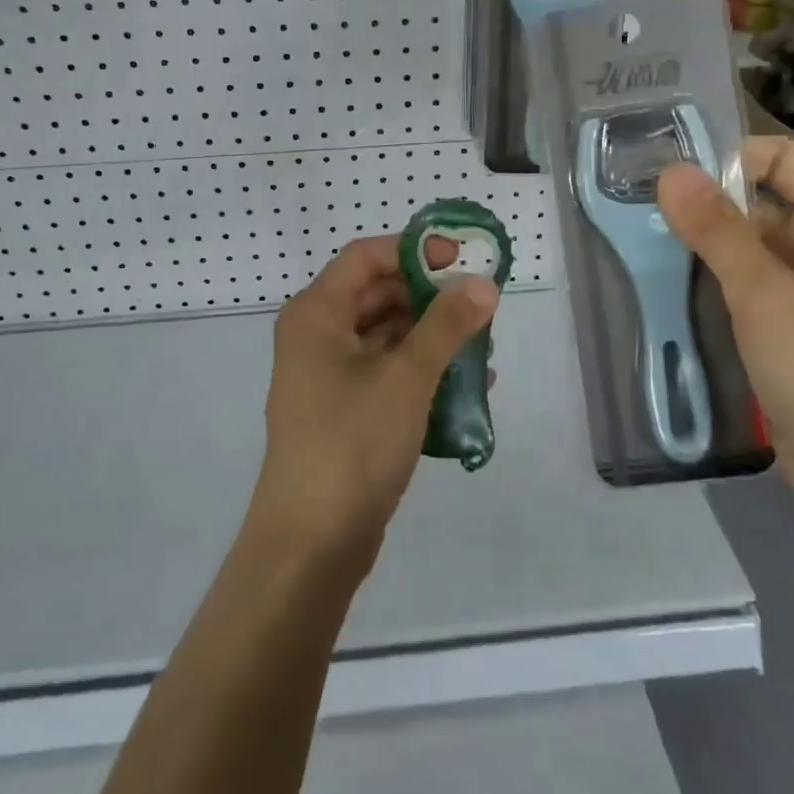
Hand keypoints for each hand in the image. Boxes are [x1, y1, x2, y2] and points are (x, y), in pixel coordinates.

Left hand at [251, 235, 499, 571]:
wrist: (310, 544)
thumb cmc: (352, 444)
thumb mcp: (407, 377)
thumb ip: (447, 325)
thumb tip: (483, 283)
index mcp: (317, 313)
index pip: (367, 256)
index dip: (415, 249)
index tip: (462, 259)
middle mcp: (318, 336)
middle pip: (379, 294)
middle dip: (431, 298)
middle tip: (481, 307)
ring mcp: (329, 376)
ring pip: (387, 337)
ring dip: (433, 338)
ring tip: (483, 349)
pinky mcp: (344, 411)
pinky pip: (387, 374)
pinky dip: (422, 373)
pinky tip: (467, 388)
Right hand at [658, 137, 793, 506]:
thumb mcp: (765, 296)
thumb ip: (717, 231)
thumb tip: (671, 171)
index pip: (788, 158)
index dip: (735, 156)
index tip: (677, 176)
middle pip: (765, 197)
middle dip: (710, 199)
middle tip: (647, 208)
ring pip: (751, 240)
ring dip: (706, 238)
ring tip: (649, 240)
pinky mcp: (790, 321)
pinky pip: (748, 278)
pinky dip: (714, 273)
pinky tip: (672, 281)